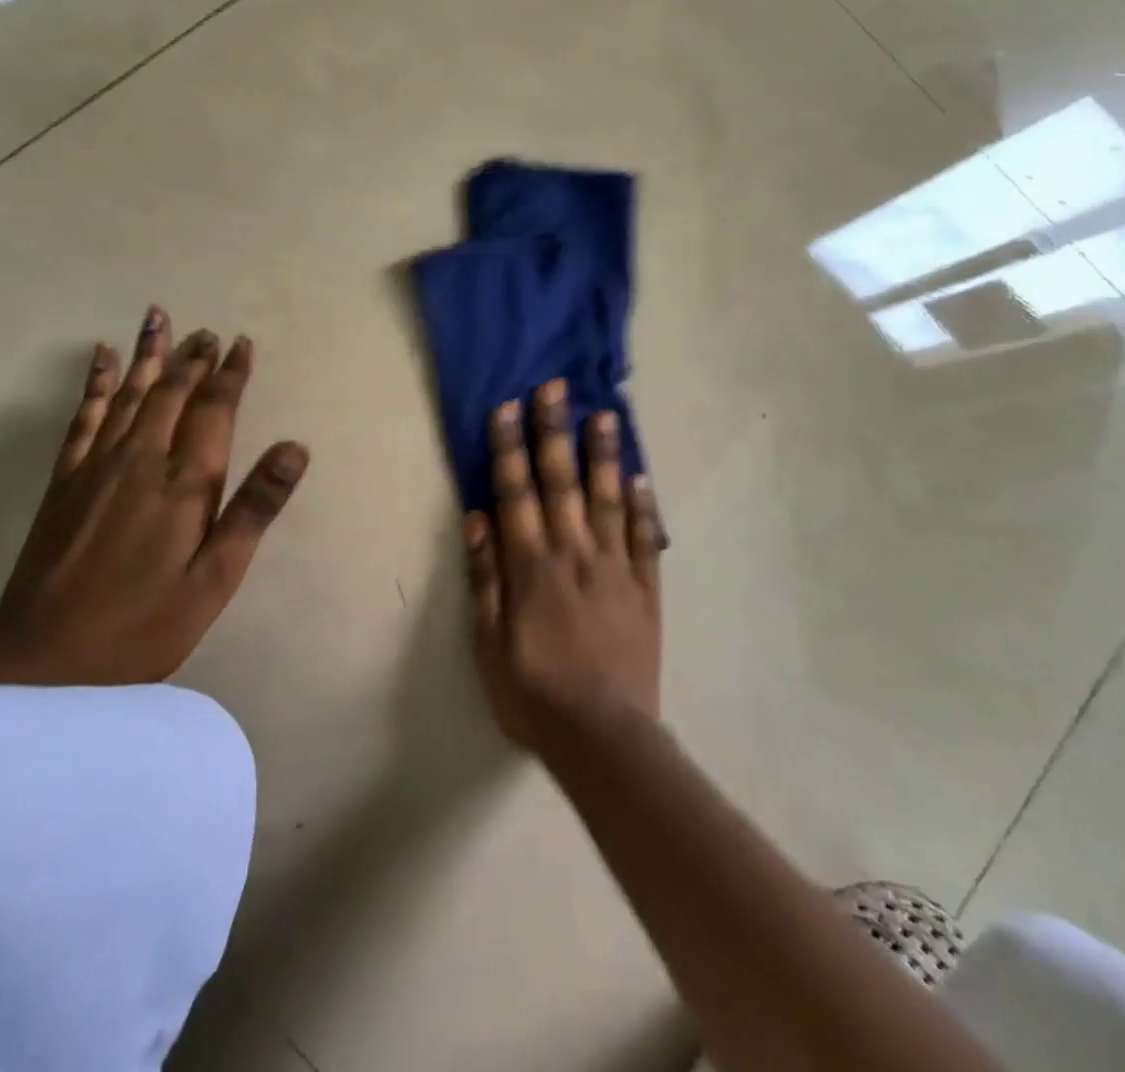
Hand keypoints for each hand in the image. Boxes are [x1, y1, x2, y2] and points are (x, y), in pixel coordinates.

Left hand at [0, 308, 308, 685]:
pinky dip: (94, 383)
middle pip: (172, 393)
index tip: (241, 343)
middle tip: (209, 331)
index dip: (231, 375)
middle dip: (194, 359)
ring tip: (158, 318)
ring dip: (149, 355)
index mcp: (185, 484)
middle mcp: (142, 460)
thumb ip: (254, 509)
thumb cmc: (146, 623)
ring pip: (128, 393)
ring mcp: (97, 465)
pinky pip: (83, 416)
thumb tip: (294, 448)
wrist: (45, 655)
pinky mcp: (65, 479)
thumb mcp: (216, 578)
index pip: (215, 411)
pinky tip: (101, 358)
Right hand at [465, 379, 663, 752]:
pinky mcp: (645, 588)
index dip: (509, 448)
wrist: (602, 737)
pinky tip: (642, 475)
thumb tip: (477, 518)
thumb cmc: (532, 693)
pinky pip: (646, 539)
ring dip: (603, 455)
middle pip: (561, 482)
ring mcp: (614, 568)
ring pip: (608, 499)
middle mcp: (573, 554)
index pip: (516, 493)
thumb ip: (483, 579)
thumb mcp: (487, 645)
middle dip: (554, 432)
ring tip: (605, 414)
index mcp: (530, 566)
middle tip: (556, 387)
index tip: (508, 407)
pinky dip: (645, 506)